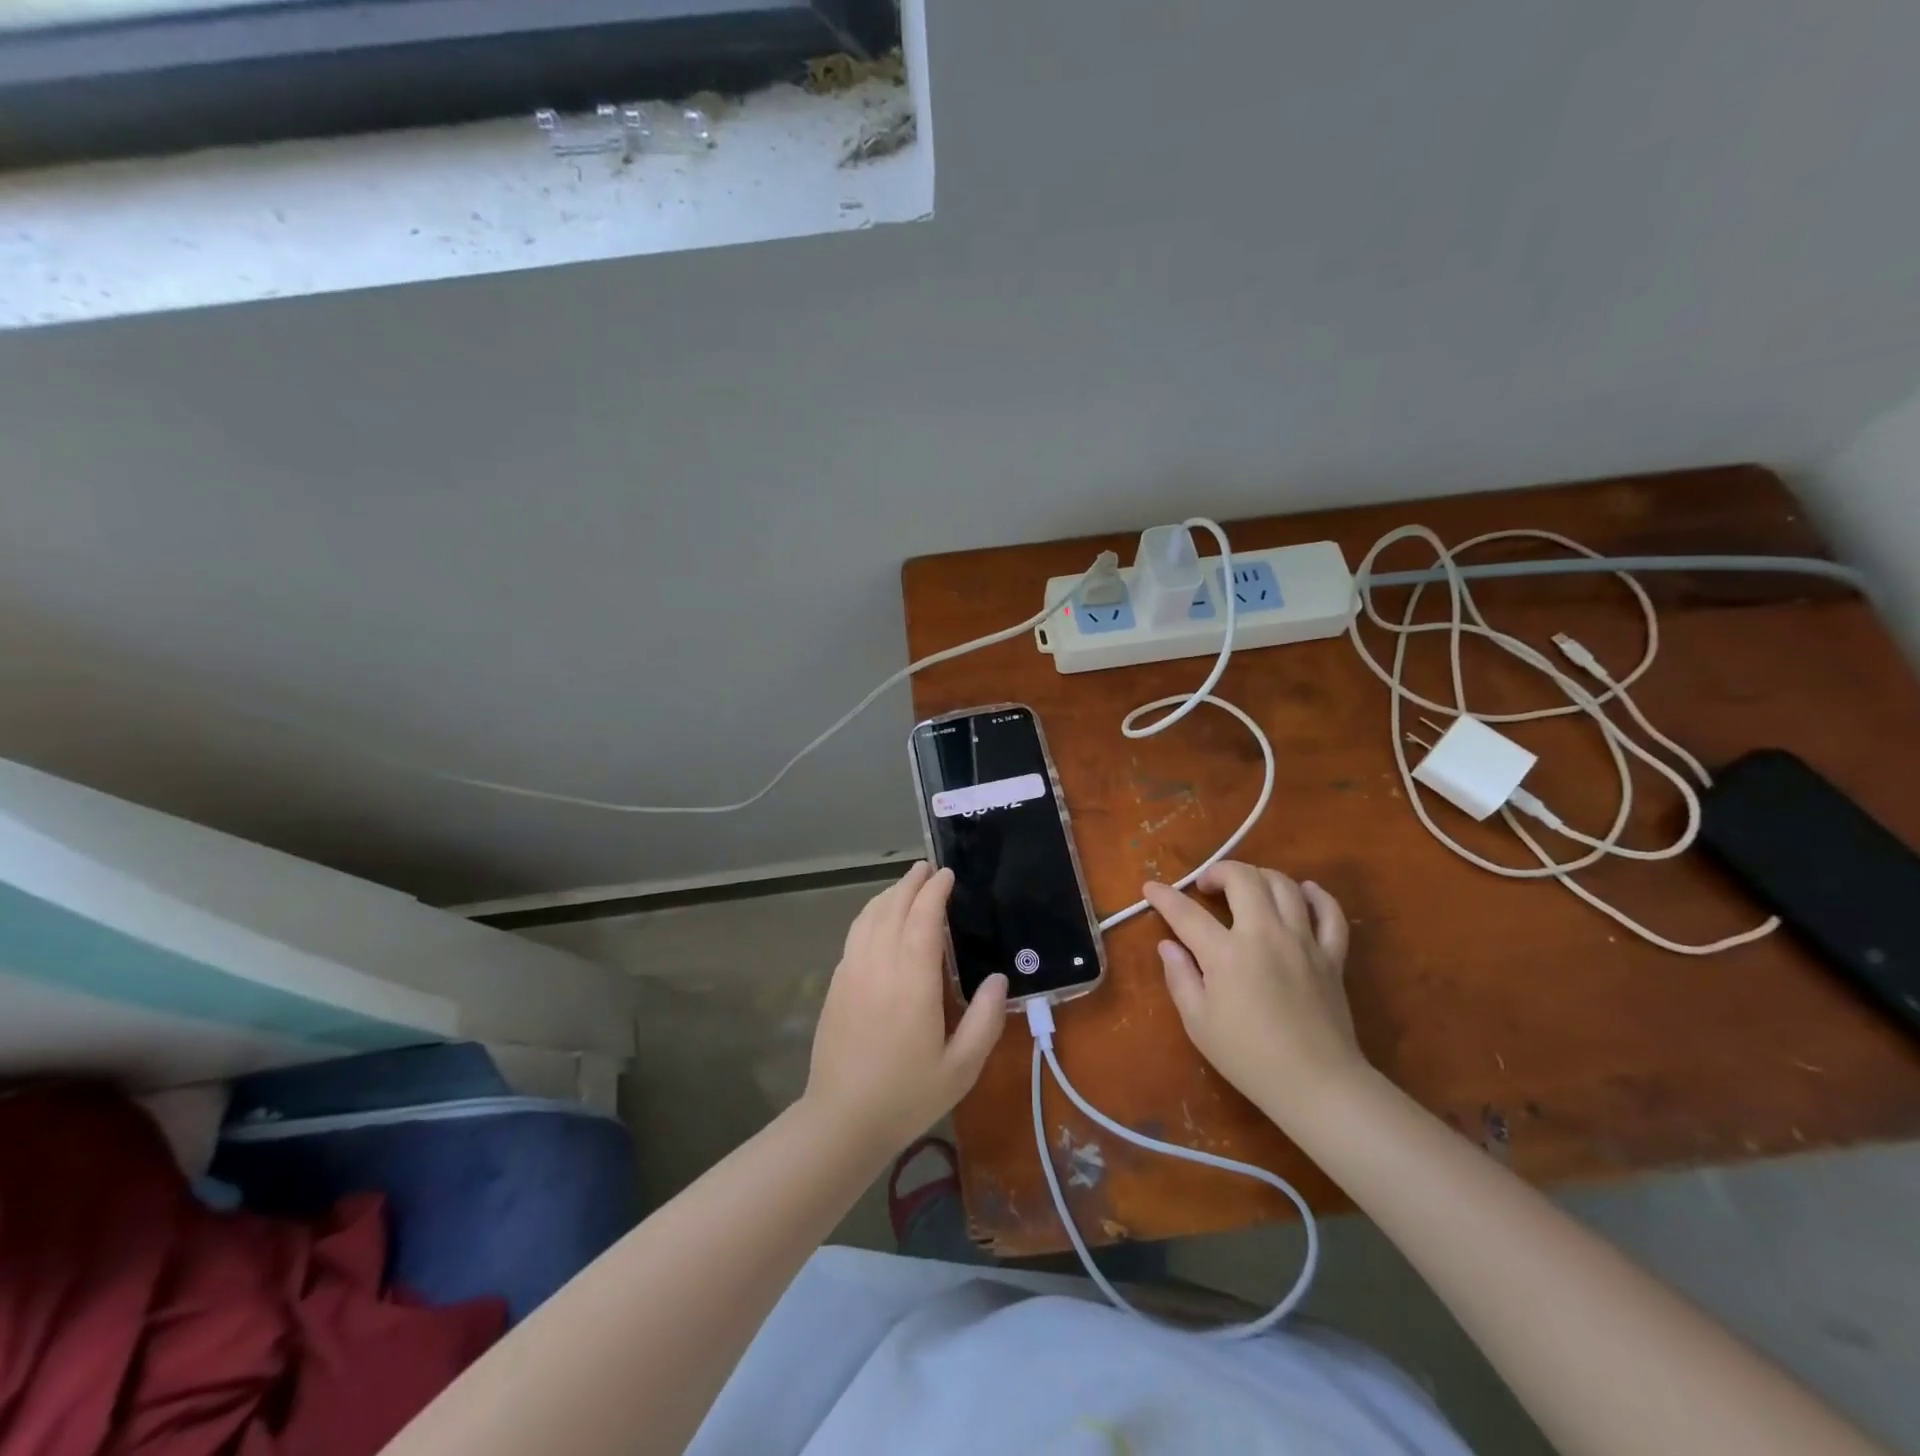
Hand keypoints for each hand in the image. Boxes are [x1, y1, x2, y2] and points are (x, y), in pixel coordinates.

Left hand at [804, 863, 1007, 1155]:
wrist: (841, 1120)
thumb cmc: (907, 1096)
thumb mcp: (961, 1068)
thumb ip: (985, 1020)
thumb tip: (1000, 979)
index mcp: (912, 983)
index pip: (923, 919)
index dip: (935, 892)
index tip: (947, 875)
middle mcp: (879, 967)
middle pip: (892, 908)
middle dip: (911, 883)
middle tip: (928, 869)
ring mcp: (852, 973)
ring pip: (868, 917)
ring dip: (888, 894)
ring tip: (906, 885)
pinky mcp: (836, 985)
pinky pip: (854, 935)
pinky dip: (870, 915)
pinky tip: (878, 919)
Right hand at [1144, 862, 1361, 1126]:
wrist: (1316, 1084)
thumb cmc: (1248, 1057)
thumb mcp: (1198, 1022)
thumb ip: (1180, 977)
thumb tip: (1168, 946)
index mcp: (1226, 953)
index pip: (1186, 912)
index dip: (1164, 896)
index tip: (1150, 888)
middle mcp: (1265, 934)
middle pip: (1243, 878)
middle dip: (1218, 871)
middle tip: (1206, 887)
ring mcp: (1303, 941)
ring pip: (1284, 885)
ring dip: (1259, 877)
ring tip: (1246, 889)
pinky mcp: (1331, 956)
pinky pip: (1330, 913)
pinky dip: (1316, 896)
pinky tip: (1303, 892)